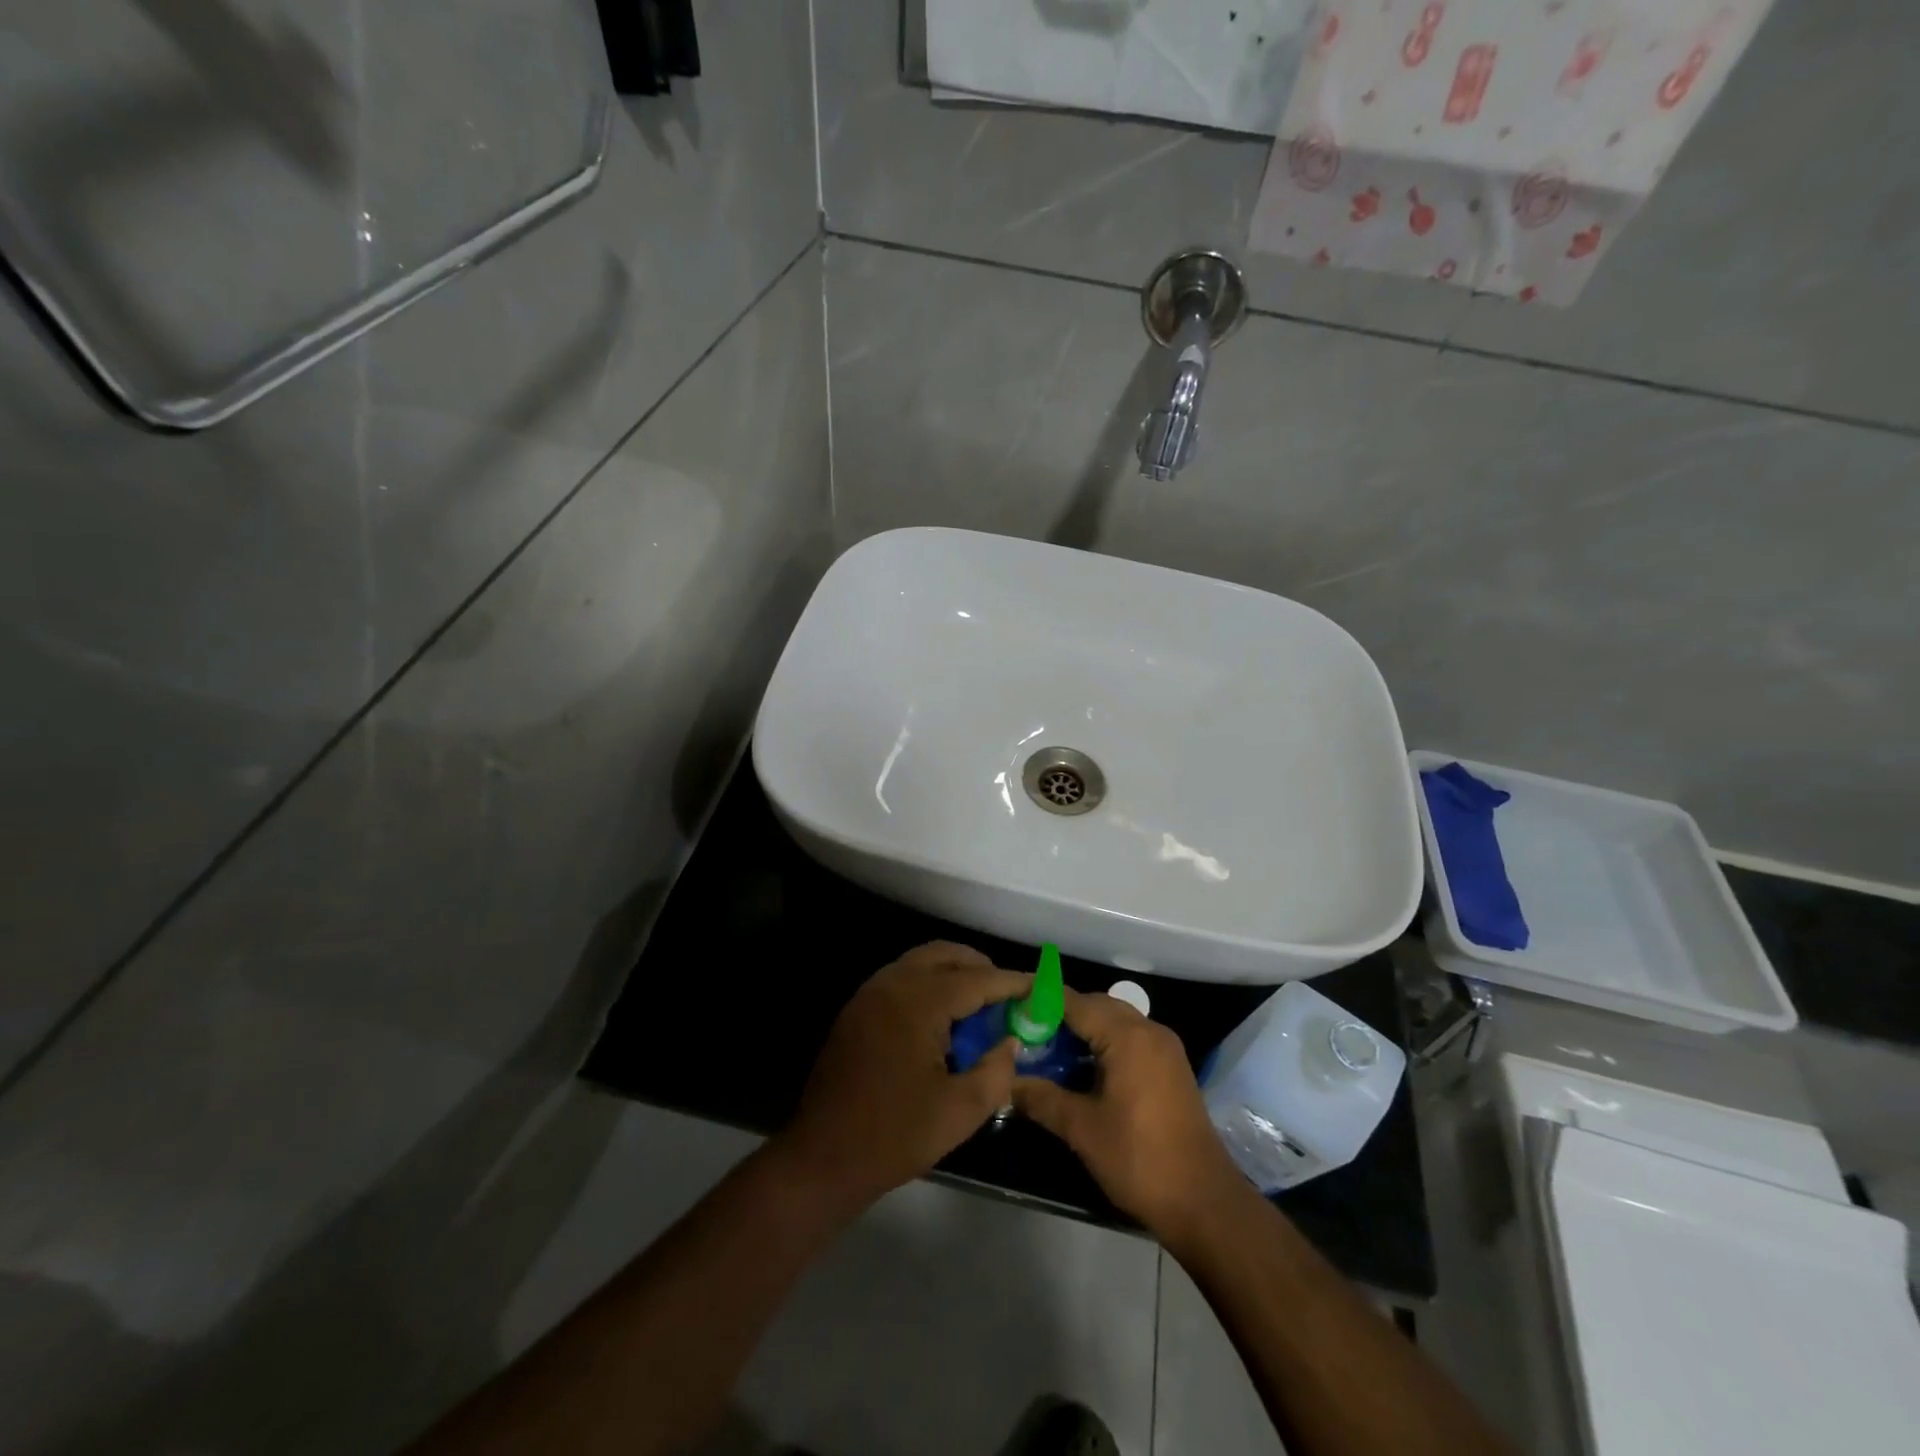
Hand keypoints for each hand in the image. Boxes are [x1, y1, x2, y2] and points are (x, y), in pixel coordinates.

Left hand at [775, 942, 1029, 1212]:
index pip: (976, 979)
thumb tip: (1012, 1042)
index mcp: (918, 1001)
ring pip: (920, 962)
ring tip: (981, 1003)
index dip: (1011, 982)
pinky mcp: (857, 1011)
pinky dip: (929, 984)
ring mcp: (869, 995)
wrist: (823, 1157)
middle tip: (1009, 992)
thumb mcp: (960, 1111)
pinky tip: (943, 1018)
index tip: (1040, 986)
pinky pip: (901, 980)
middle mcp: (892, 984)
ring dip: (953, 972)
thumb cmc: (894, 1135)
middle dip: (980, 967)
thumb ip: (996, 1070)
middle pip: (945, 955)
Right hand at [1012, 989, 1240, 1239]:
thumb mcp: (1082, 1129)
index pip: (1075, 1002)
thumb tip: (1007, 1083)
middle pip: (1096, 1006)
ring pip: (1115, 1022)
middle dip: (1060, 1015)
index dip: (1040, 1000)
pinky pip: (1130, 1039)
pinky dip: (1104, 1044)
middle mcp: (1149, 1031)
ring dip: (1083, 1030)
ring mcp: (1164, 1049)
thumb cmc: (1139, 1159)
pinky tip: (1082, 1069)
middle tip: (1024, 1032)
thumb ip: (1041, 1098)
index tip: (1010, 1006)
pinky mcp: (1171, 1068)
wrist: (1204, 1202)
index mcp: (1127, 1036)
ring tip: (1048, 1050)